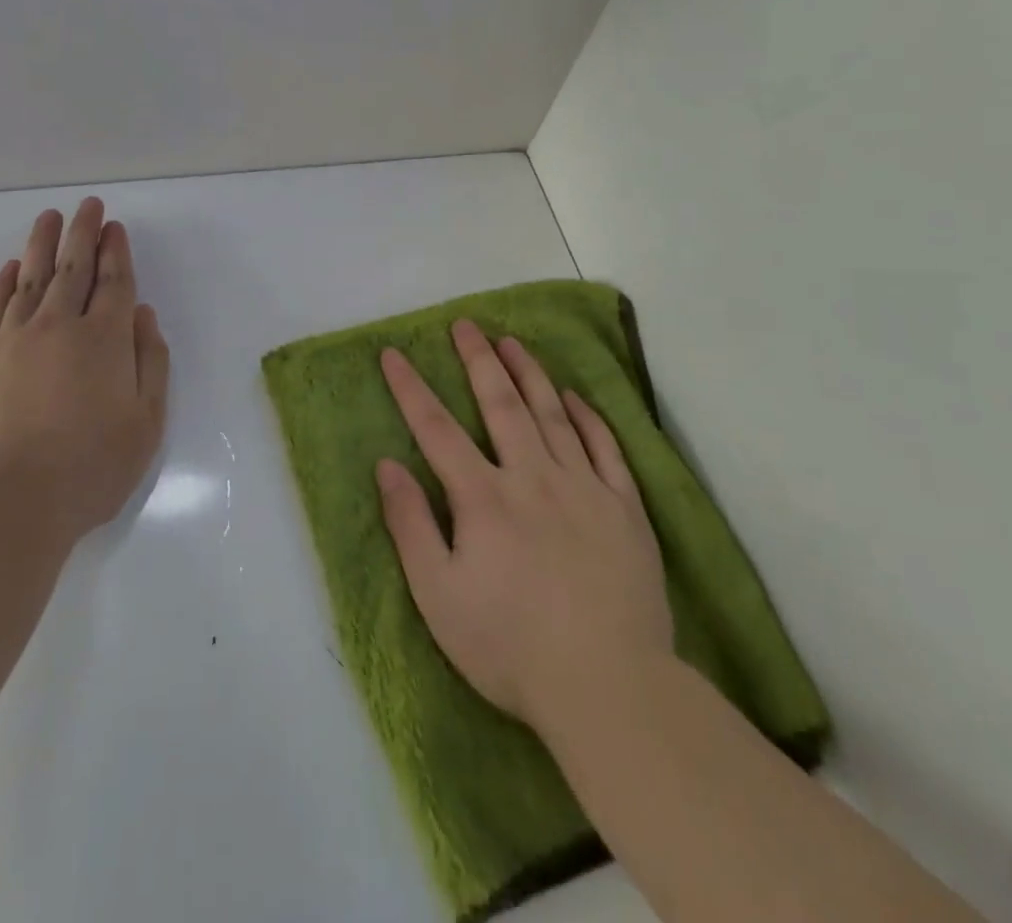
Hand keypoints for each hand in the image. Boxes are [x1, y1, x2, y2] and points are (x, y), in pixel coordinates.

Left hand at [0, 197, 169, 544]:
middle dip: (82, 233)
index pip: (113, 282)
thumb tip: (141, 315)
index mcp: (103, 340)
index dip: (116, 251)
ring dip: (42, 245)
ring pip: (29, 279)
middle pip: (72, 269)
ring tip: (49, 218)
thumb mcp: (146, 424)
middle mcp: (56, 327)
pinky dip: (3, 283)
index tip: (115, 226)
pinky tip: (9, 269)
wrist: (3, 505)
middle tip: (87, 205)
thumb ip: (150, 362)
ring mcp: (9, 340)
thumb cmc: (88, 469)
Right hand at [375, 320, 674, 737]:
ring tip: (512, 341)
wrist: (610, 687)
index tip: (393, 353)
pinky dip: (588, 417)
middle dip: (478, 360)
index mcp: (484, 498)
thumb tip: (387, 464)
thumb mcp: (438, 596)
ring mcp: (584, 489)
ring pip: (553, 414)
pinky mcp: (624, 509)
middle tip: (465, 324)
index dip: (411, 388)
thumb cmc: (510, 647)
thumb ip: (410, 525)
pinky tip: (575, 397)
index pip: (437, 429)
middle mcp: (532, 477)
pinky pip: (606, 448)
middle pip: (501, 404)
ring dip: (529, 373)